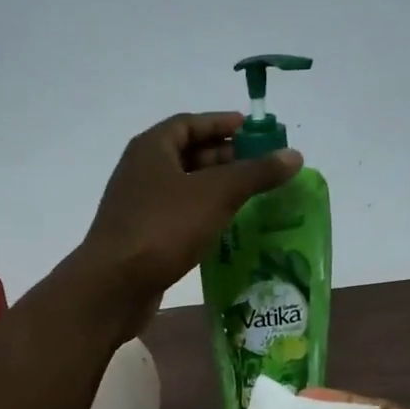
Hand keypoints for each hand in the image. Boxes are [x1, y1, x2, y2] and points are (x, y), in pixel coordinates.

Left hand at [81, 112, 300, 320]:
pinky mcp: (142, 238)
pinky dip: (202, 216)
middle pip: (188, 155)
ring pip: (184, 189)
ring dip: (215, 190)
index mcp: (152, 148)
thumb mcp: (216, 194)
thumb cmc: (163, 228)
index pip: (190, 123)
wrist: (114, 285)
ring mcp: (139, 207)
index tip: (254, 131)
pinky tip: (225, 229)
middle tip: (261, 168)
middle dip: (224, 158)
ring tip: (251, 199)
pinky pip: (178, 217)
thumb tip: (294, 155)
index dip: (222, 124)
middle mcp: (141, 172)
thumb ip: (256, 173)